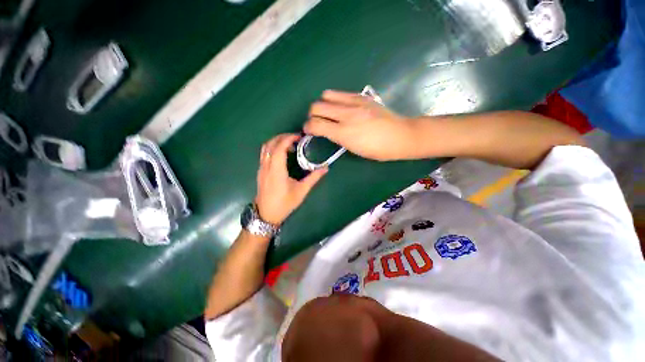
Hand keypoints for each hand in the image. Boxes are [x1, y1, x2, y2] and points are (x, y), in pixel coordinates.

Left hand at [256, 134, 327, 224]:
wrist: (266, 215)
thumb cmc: (284, 204)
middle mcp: (266, 166)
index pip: (279, 147)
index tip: (299, 137)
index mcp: (276, 170)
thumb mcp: (301, 191)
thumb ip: (313, 178)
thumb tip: (325, 168)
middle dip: (282, 137)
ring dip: (276, 142)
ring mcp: (261, 168)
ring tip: (290, 144)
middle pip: (270, 144)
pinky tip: (283, 155)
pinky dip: (273, 148)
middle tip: (295, 138)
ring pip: (265, 148)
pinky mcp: (260, 171)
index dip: (288, 138)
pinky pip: (264, 154)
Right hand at [303, 90, 415, 160]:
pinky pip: (340, 93)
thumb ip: (337, 137)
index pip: (316, 125)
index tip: (308, 130)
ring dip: (322, 104)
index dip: (307, 127)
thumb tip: (326, 130)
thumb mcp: (354, 149)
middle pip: (316, 107)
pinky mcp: (362, 96)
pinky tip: (341, 108)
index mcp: (344, 133)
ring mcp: (355, 102)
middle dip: (312, 115)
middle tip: (317, 122)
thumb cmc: (377, 150)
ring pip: (326, 95)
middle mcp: (347, 115)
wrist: (401, 136)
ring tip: (328, 113)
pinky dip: (335, 100)